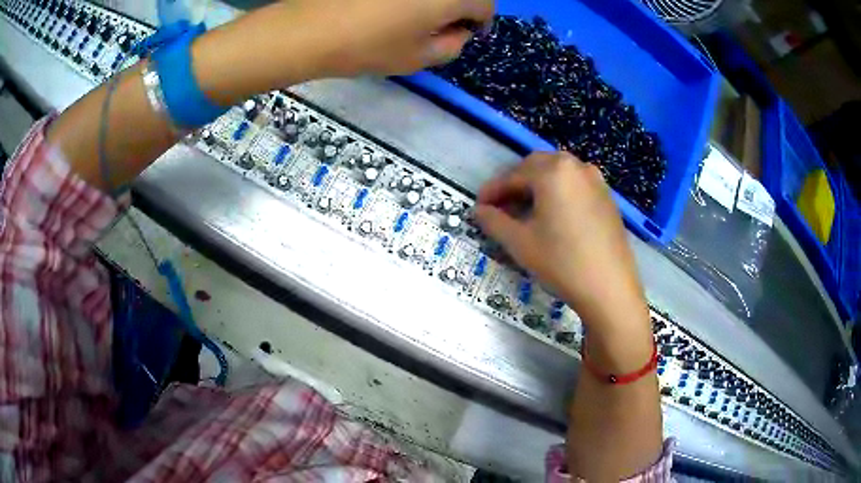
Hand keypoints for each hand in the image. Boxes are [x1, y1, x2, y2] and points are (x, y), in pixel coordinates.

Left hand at [282, 0, 494, 76]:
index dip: (481, 21)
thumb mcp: (419, 58)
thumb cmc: (369, 47)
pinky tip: (391, 6)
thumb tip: (459, 31)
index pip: (485, 4)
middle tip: (441, 25)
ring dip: (435, 1)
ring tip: (413, 16)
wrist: (310, 29)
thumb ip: (453, 45)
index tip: (467, 33)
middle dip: (458, 7)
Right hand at [474, 152, 647, 332]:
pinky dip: (558, 193)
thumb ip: (493, 221)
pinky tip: (554, 216)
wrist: (610, 287)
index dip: (492, 191)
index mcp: (552, 171)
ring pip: (557, 174)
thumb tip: (479, 210)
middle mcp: (576, 166)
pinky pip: (575, 185)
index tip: (478, 207)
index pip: (512, 175)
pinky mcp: (607, 197)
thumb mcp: (519, 242)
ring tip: (526, 212)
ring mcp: (595, 180)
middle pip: (536, 167)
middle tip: (501, 207)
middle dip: (515, 184)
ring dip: (537, 187)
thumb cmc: (561, 262)